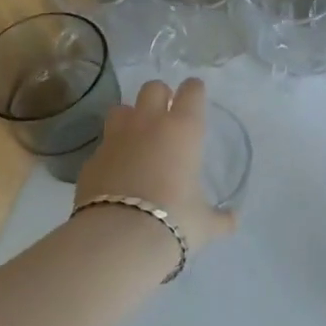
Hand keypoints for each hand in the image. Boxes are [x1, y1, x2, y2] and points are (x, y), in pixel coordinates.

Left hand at [73, 77, 236, 255]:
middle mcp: (149, 124)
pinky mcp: (91, 159)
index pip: (191, 91)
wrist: (119, 238)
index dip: (194, 90)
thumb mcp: (204, 223)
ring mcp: (116, 139)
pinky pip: (103, 144)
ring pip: (121, 108)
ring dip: (130, 117)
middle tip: (166, 114)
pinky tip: (116, 170)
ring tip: (137, 137)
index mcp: (183, 130)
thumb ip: (220, 218)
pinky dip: (111, 152)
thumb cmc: (174, 220)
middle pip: (153, 88)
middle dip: (160, 96)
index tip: (195, 96)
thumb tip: (233, 222)